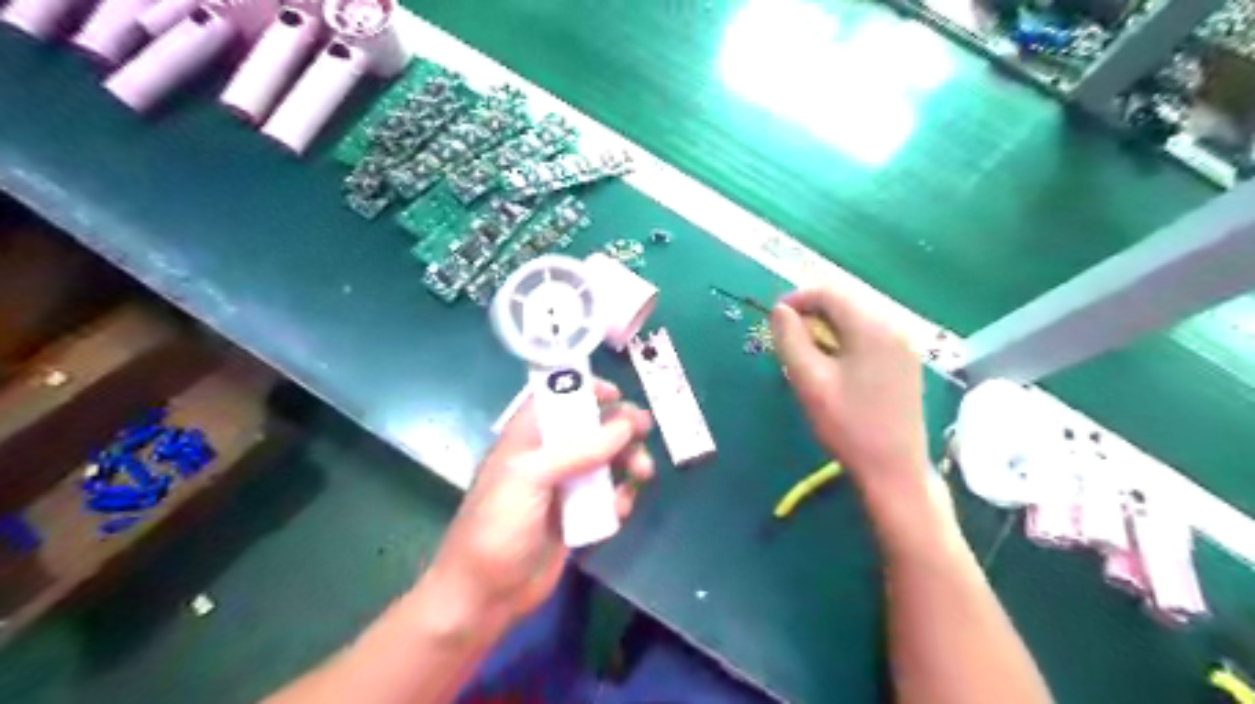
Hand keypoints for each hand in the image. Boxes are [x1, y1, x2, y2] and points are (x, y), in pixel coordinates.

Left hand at [424, 377, 657, 623]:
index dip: (585, 390)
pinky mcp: (577, 517)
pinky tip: (621, 510)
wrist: (485, 596)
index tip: (617, 394)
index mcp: (527, 438)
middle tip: (644, 429)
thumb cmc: (498, 527)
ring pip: (606, 462)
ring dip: (628, 462)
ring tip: (643, 473)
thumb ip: (578, 450)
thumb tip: (625, 424)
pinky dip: (620, 498)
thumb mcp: (530, 478)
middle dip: (619, 427)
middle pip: (590, 428)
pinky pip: (608, 497)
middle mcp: (548, 457)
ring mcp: (564, 488)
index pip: (557, 398)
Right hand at [771, 285, 925, 488]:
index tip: (774, 319)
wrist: (894, 468)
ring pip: (857, 317)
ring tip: (806, 353)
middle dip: (812, 313)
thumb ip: (791, 339)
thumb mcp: (809, 380)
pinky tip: (833, 363)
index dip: (797, 299)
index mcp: (872, 327)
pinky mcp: (905, 360)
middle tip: (788, 339)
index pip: (829, 292)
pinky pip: (869, 334)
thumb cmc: (848, 425)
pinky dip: (845, 338)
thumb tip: (780, 310)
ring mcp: (904, 343)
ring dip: (827, 326)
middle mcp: (894, 326)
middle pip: (845, 301)